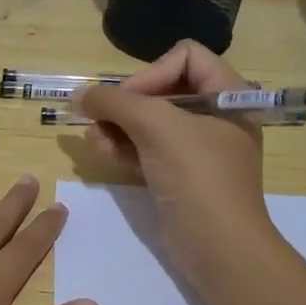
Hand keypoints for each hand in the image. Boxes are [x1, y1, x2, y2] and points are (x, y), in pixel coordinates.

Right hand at [76, 41, 273, 282]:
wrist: (219, 247)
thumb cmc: (197, 177)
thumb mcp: (156, 127)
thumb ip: (114, 103)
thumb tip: (78, 95)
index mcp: (228, 94)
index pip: (185, 57)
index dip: (151, 72)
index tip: (129, 101)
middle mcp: (215, 116)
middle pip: (161, 89)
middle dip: (126, 104)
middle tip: (99, 120)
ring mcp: (197, 149)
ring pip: (149, 122)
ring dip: (117, 127)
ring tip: (95, 141)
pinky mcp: (179, 176)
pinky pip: (148, 150)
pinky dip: (125, 148)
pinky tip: (103, 153)